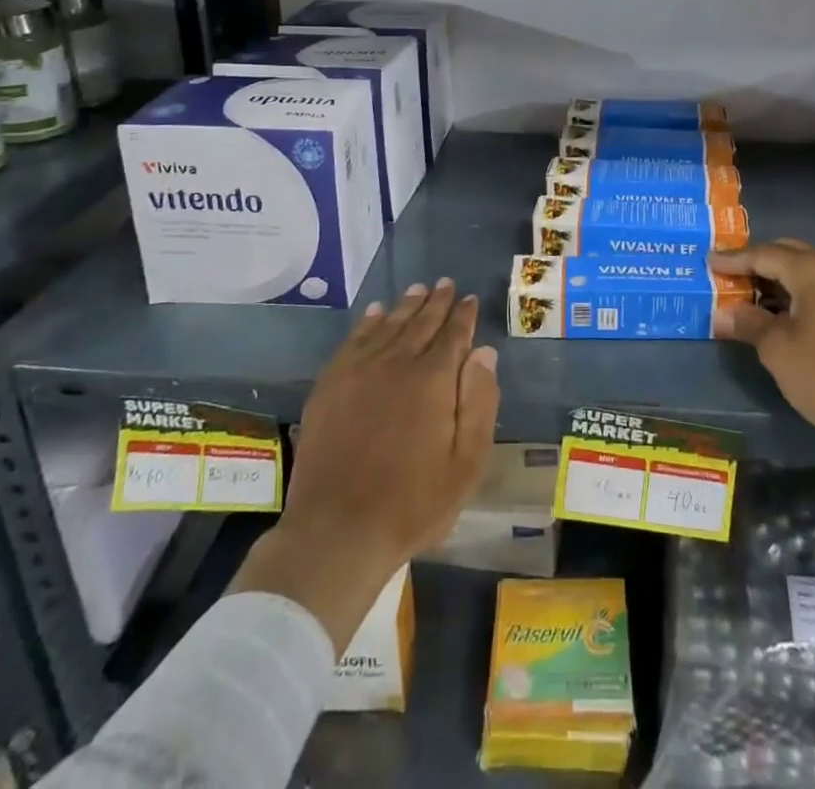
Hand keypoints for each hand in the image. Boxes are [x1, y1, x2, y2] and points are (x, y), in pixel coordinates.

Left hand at [233, 278, 498, 650]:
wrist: (337, 531)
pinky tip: (376, 313)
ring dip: (406, 306)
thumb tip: (484, 352)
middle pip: (421, 323)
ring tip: (417, 289)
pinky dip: (368, 322)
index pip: (454, 335)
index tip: (471, 299)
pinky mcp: (330, 385)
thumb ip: (479, 402)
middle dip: (437, 302)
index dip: (464, 315)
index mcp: (433, 380)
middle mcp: (397, 363)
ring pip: (389, 326)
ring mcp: (359, 371)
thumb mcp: (466, 463)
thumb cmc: (412, 503)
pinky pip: (354, 340)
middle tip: (446, 283)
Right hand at [711, 239, 814, 531]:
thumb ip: (748, 323)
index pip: (764, 254)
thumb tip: (724, 313)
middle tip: (728, 275)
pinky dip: (800, 294)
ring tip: (751, 295)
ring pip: (809, 271)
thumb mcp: (777, 350)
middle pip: (789, 254)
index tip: (708, 261)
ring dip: (780, 280)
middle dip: (758, 263)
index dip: (733, 259)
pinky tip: (784, 313)